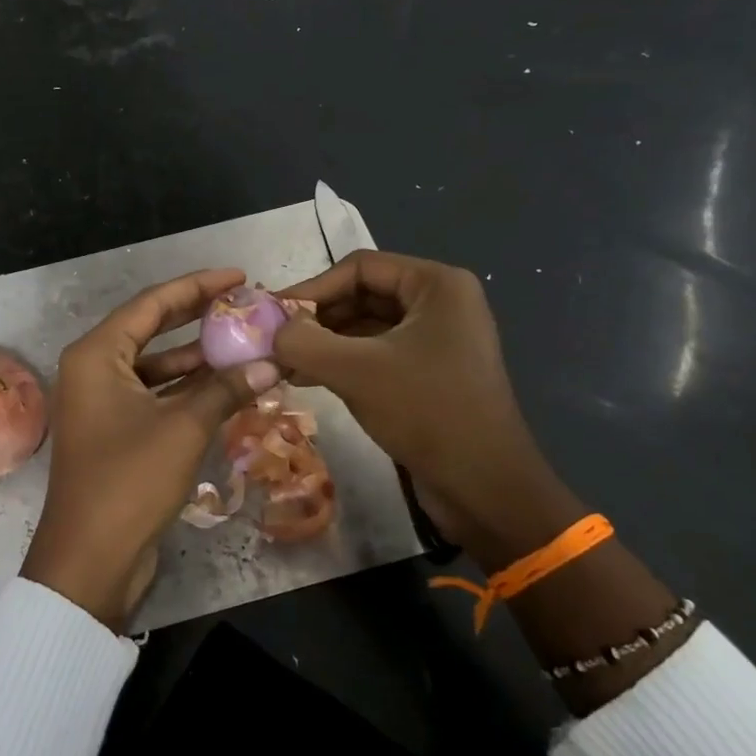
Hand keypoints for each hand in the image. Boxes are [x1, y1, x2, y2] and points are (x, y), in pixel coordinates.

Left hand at [22, 268, 281, 629]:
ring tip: (246, 343)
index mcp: (96, 355)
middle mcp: (94, 370)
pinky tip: (228, 387)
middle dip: (198, 317)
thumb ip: (226, 389)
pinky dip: (188, 391)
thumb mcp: (184, 428)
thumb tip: (272, 364)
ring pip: (156, 366)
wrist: (90, 560)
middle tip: (244, 304)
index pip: (152, 304)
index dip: (197, 287)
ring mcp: (103, 403)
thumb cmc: (129, 481)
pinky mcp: (116, 432)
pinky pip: (156, 397)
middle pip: (152, 329)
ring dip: (198, 358)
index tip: (238, 277)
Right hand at [272, 250, 582, 570]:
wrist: (485, 487)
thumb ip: (303, 342)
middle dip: (316, 318)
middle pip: (362, 294)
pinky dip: (342, 362)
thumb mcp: (356, 371)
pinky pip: (377, 354)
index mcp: (436, 285)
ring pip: (366, 327)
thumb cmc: (426, 412)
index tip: (273, 315)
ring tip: (283, 363)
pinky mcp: (430, 373)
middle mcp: (440, 303)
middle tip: (275, 341)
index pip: (359, 267)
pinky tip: (307, 378)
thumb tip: (270, 331)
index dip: (312, 288)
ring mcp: (438, 339)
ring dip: (324, 342)